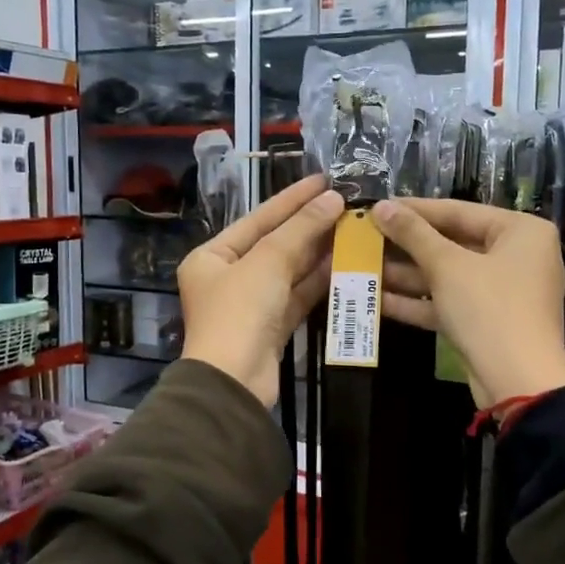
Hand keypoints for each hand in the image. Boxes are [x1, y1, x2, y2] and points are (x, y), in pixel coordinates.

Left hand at [180, 175, 342, 406]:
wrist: (234, 383)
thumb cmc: (240, 312)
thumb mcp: (268, 262)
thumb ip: (301, 229)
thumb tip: (333, 199)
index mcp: (212, 257)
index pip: (258, 219)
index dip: (291, 199)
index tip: (324, 180)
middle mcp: (227, 278)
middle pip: (274, 244)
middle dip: (309, 225)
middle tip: (346, 203)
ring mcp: (250, 305)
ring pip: (289, 271)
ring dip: (318, 252)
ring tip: (352, 228)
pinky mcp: (271, 328)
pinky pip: (297, 296)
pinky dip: (318, 281)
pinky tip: (345, 263)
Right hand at [372, 198, 564, 407]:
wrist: (517, 382)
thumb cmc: (489, 308)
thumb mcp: (447, 266)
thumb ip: (413, 234)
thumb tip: (381, 206)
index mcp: (520, 232)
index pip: (459, 211)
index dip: (414, 210)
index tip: (377, 207)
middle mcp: (516, 257)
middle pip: (453, 243)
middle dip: (407, 246)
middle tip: (366, 238)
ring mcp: (502, 292)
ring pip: (447, 276)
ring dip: (406, 275)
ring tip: (363, 266)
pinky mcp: (486, 322)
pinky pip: (449, 302)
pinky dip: (418, 302)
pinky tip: (377, 299)